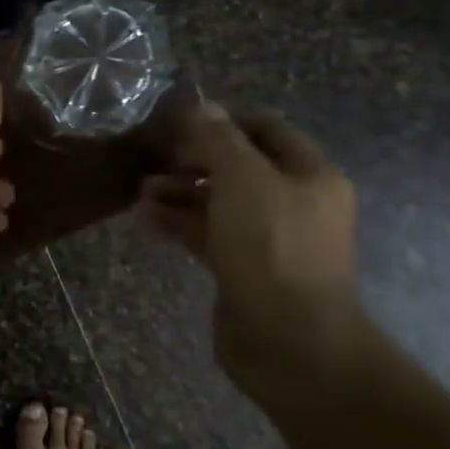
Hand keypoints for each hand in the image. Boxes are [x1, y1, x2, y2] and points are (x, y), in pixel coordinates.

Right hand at [140, 103, 360, 392]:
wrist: (289, 341)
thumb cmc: (271, 248)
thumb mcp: (244, 180)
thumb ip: (220, 140)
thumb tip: (201, 106)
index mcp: (308, 175)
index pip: (266, 129)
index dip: (224, 119)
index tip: (179, 120)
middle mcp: (293, 202)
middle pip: (239, 166)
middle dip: (195, 158)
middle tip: (154, 156)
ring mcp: (268, 239)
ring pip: (219, 202)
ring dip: (180, 191)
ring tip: (140, 189)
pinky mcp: (244, 269)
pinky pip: (208, 235)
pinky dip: (179, 223)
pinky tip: (145, 218)